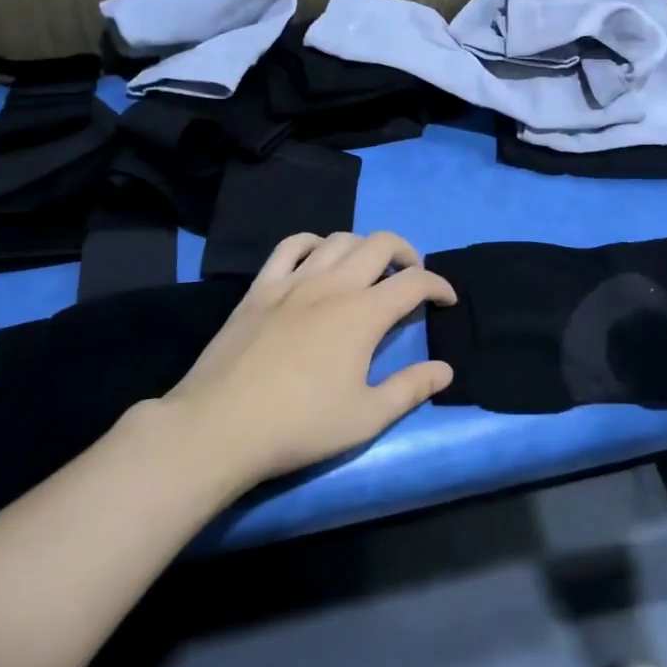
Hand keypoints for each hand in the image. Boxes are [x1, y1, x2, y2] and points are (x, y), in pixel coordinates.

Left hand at [161, 231, 456, 485]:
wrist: (219, 427)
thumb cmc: (299, 426)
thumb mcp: (366, 418)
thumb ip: (410, 389)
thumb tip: (445, 370)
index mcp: (363, 314)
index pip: (414, 283)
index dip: (438, 286)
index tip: (446, 300)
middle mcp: (333, 285)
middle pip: (380, 244)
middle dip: (407, 253)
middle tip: (412, 276)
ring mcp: (293, 281)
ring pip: (338, 239)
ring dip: (364, 246)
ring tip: (369, 268)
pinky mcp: (260, 287)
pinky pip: (290, 246)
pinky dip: (313, 242)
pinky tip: (318, 258)